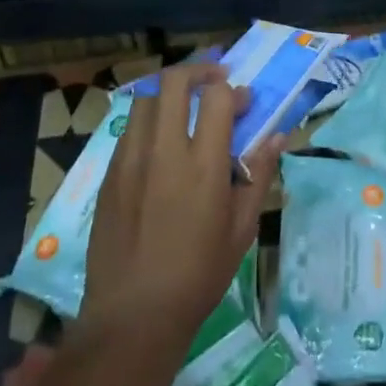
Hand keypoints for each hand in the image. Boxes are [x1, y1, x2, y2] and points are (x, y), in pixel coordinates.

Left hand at [80, 62, 279, 349]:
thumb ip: (258, 175)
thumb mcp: (241, 229)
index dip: (234, 90)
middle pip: (173, 82)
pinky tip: (160, 143)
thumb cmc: (198, 275)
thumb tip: (277, 136)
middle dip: (198, 70)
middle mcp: (163, 151)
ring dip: (169, 92)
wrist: (133, 315)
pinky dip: (148, 120)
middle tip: (215, 80)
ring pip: (144, 98)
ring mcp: (129, 161)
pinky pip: (128, 129)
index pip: (216, 97)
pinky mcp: (109, 175)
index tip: (245, 104)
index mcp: (202, 165)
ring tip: (185, 106)